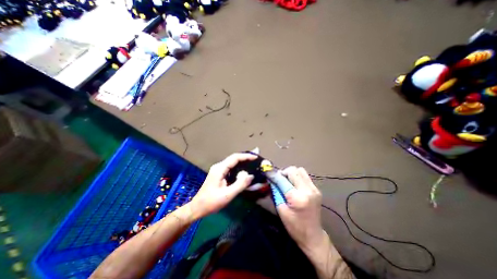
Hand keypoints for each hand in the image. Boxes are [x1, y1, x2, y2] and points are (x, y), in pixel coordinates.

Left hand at [187, 153, 255, 219]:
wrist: (198, 208)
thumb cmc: (211, 202)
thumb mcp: (227, 195)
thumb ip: (240, 184)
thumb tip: (251, 175)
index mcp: (220, 169)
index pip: (235, 158)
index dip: (246, 156)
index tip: (256, 157)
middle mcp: (219, 166)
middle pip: (234, 158)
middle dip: (245, 157)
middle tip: (256, 158)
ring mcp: (218, 170)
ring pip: (233, 162)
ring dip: (242, 161)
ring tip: (252, 162)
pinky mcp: (219, 174)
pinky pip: (231, 167)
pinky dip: (239, 167)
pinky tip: (244, 169)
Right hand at [276, 166, 326, 250]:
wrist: (313, 236)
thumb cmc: (294, 226)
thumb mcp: (281, 209)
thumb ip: (276, 192)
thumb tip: (271, 179)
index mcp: (297, 198)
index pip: (282, 180)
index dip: (273, 174)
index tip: (266, 170)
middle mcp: (307, 190)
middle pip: (293, 170)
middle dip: (283, 172)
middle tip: (278, 179)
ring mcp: (314, 189)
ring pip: (300, 170)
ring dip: (291, 173)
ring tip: (286, 181)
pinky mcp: (316, 189)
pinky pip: (305, 176)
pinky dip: (297, 177)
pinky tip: (293, 185)